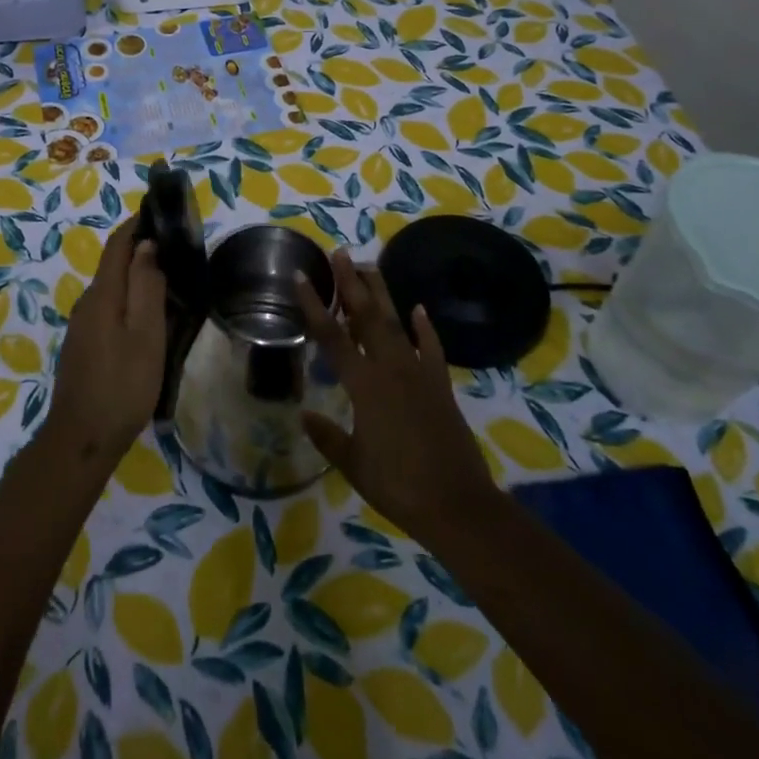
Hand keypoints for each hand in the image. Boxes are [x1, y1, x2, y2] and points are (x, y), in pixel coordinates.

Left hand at [45, 215, 167, 463]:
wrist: (82, 439)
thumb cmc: (122, 384)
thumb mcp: (145, 334)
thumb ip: (146, 286)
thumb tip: (145, 245)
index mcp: (102, 295)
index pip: (117, 245)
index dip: (135, 224)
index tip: (159, 211)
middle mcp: (87, 303)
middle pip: (114, 265)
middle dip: (141, 251)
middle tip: (177, 250)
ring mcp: (82, 327)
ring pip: (113, 290)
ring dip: (138, 279)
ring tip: (172, 283)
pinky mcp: (84, 347)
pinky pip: (110, 310)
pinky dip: (131, 302)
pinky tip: (150, 320)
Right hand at [298, 251, 500, 547]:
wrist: (456, 504)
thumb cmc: (398, 485)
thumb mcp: (353, 464)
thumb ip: (328, 436)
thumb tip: (304, 415)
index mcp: (364, 385)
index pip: (332, 336)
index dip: (314, 305)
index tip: (302, 276)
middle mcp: (390, 369)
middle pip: (366, 317)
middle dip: (351, 283)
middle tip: (341, 254)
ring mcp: (419, 373)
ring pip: (396, 323)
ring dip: (382, 294)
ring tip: (370, 267)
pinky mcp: (440, 385)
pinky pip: (430, 347)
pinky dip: (424, 327)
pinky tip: (418, 309)